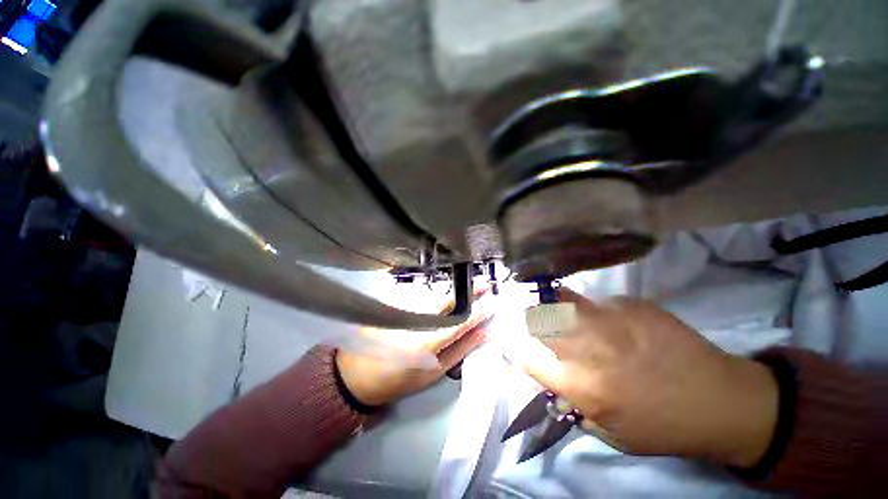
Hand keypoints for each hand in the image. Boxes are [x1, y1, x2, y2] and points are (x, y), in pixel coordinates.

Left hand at [336, 288, 492, 405]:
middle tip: (484, 284)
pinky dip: (437, 292)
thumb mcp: (435, 371)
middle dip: (469, 291)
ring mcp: (405, 308)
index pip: (461, 321)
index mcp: (429, 341)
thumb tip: (486, 334)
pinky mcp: (396, 303)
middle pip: (448, 299)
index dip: (480, 311)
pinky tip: (444, 293)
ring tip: (470, 288)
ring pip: (435, 294)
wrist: (360, 372)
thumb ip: (462, 350)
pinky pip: (422, 294)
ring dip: (454, 289)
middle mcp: (418, 320)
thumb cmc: (401, 377)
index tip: (494, 302)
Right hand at [518, 289, 778, 467]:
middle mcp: (587, 348)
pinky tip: (613, 322)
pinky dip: (594, 309)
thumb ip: (571, 403)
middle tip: (538, 322)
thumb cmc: (663, 427)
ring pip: (560, 300)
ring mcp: (608, 321)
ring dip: (554, 305)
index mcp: (581, 385)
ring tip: (564, 313)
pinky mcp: (630, 305)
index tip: (522, 345)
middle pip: (537, 319)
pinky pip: (596, 301)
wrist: (722, 401)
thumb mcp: (610, 433)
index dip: (519, 349)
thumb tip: (546, 377)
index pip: (527, 356)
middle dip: (531, 320)